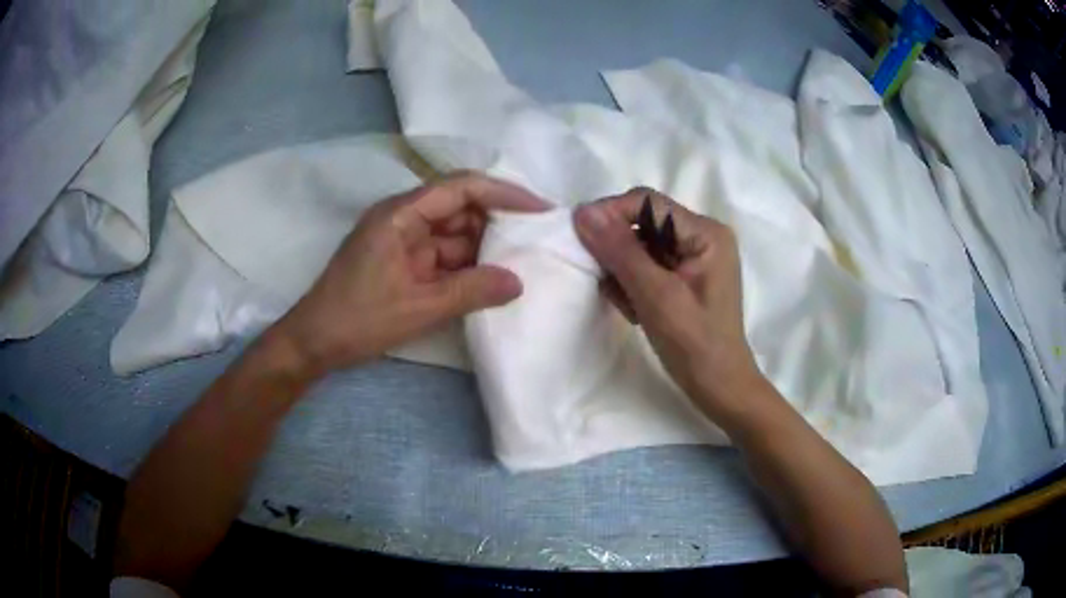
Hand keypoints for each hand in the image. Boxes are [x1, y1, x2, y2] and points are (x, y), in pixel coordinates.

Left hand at [274, 172, 548, 373]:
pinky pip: (443, 254)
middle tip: (535, 241)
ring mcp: (402, 239)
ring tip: (521, 262)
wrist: (315, 343)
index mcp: (401, 214)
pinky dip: (466, 265)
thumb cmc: (359, 319)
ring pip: (454, 233)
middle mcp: (403, 217)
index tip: (539, 210)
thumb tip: (518, 282)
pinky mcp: (403, 260)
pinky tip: (491, 279)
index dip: (504, 193)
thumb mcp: (419, 308)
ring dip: (483, 248)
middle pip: (460, 207)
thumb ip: (471, 291)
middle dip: (496, 222)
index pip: (461, 188)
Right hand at [573, 188, 762, 412]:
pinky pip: (645, 266)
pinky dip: (632, 285)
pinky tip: (638, 311)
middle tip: (609, 284)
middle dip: (618, 252)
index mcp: (706, 233)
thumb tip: (583, 213)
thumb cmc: (695, 345)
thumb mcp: (656, 297)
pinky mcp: (684, 276)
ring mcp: (693, 257)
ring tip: (631, 307)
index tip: (581, 238)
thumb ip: (621, 252)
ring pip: (639, 246)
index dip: (610, 213)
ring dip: (623, 273)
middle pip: (642, 224)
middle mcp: (701, 236)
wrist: (718, 387)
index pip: (648, 203)